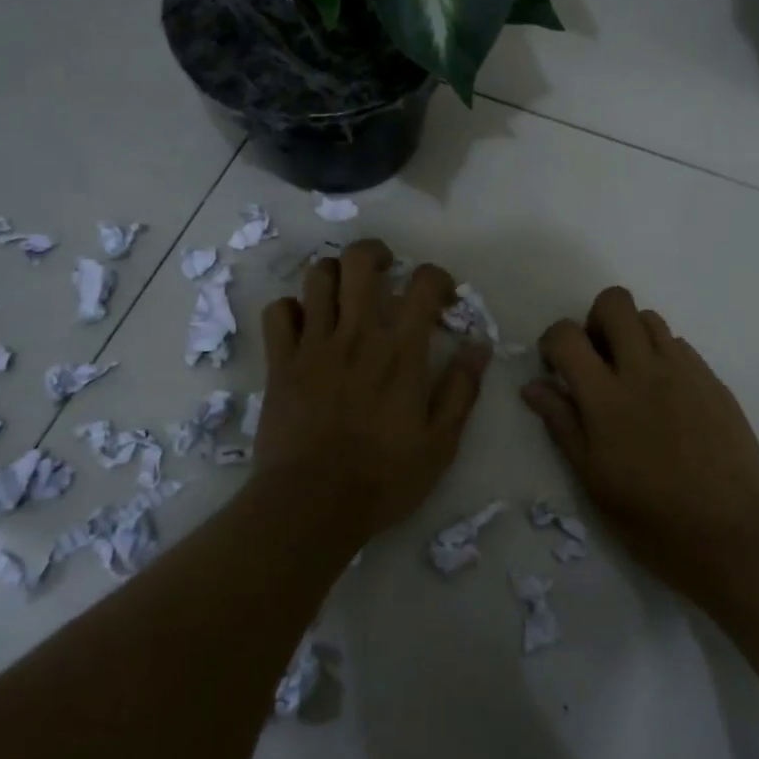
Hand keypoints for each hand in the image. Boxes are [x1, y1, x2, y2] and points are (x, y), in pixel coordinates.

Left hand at [254, 239, 490, 542]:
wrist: (312, 504)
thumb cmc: (383, 478)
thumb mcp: (441, 443)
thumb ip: (462, 389)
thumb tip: (479, 346)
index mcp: (401, 351)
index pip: (423, 284)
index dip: (437, 278)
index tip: (442, 297)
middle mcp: (357, 334)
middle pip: (360, 262)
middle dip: (376, 253)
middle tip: (387, 270)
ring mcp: (314, 345)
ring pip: (317, 277)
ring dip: (334, 274)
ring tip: (345, 292)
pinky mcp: (281, 362)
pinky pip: (278, 312)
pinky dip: (292, 309)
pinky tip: (305, 325)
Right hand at [523, 287, 758, 611]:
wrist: (733, 536)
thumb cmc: (652, 519)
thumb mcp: (593, 479)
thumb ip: (562, 424)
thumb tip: (533, 387)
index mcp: (607, 398)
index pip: (567, 335)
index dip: (552, 341)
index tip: (555, 367)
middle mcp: (646, 370)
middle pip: (615, 303)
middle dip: (594, 320)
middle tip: (596, 360)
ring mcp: (686, 371)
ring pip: (651, 318)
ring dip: (631, 335)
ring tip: (632, 377)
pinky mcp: (714, 382)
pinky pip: (681, 346)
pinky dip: (662, 356)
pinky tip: (666, 398)